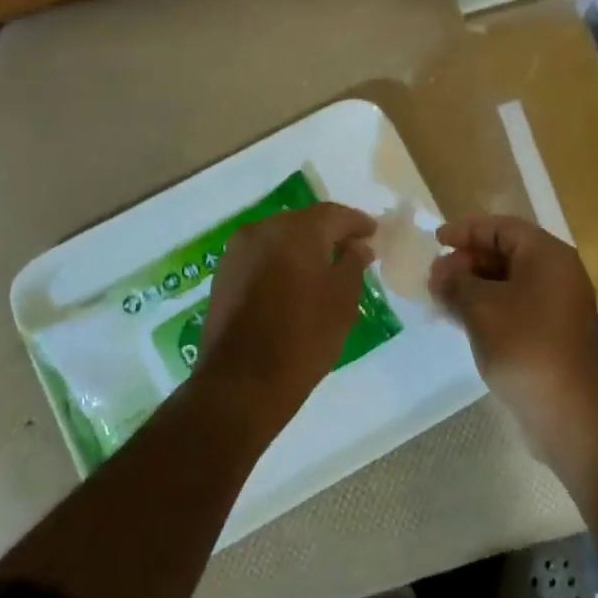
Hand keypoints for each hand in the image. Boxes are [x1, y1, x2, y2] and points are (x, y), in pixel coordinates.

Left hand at [195, 202, 375, 431]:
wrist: (242, 383)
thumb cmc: (305, 337)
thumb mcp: (343, 299)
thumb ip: (354, 263)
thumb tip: (357, 246)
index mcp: (297, 229)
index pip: (334, 214)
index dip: (357, 223)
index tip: (374, 233)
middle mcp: (263, 229)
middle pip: (304, 222)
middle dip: (329, 234)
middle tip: (351, 250)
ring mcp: (238, 251)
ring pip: (280, 238)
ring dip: (302, 248)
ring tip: (323, 268)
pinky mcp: (223, 274)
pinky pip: (261, 256)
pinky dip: (280, 262)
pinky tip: (293, 282)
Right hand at [429, 214, 597, 461]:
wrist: (568, 410)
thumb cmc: (523, 344)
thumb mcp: (480, 306)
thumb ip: (455, 282)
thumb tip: (440, 273)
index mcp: (547, 255)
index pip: (501, 227)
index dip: (466, 231)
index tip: (436, 241)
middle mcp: (557, 273)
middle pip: (505, 253)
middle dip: (466, 262)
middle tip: (435, 276)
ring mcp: (558, 306)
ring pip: (508, 283)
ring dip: (473, 287)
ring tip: (440, 299)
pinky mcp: (552, 334)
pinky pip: (515, 307)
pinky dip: (487, 308)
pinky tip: (459, 321)